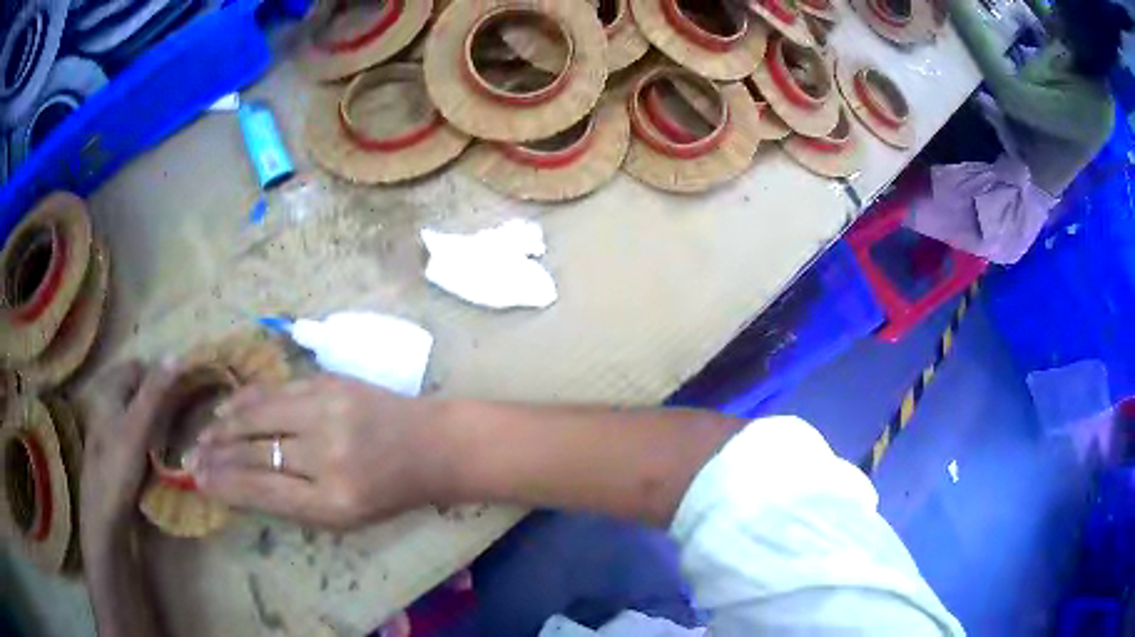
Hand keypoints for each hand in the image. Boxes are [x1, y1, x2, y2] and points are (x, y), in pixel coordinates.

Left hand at [79, 360, 178, 546]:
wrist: (104, 516)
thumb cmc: (118, 467)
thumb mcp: (139, 427)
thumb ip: (155, 392)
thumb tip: (176, 355)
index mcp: (108, 389)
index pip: (138, 367)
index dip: (159, 376)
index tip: (181, 393)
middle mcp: (105, 402)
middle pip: (136, 390)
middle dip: (157, 399)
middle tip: (179, 418)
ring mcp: (106, 428)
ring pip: (134, 413)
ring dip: (153, 422)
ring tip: (170, 440)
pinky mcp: (111, 452)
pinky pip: (132, 434)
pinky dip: (146, 440)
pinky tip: (155, 459)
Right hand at [194, 375, 447, 530]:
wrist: (431, 445)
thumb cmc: (388, 491)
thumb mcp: (344, 516)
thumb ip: (292, 503)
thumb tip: (238, 485)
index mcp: (334, 503)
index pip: (262, 491)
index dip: (224, 485)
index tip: (198, 480)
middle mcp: (328, 457)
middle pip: (255, 452)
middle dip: (216, 455)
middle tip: (191, 455)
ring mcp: (329, 412)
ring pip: (259, 415)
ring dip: (225, 424)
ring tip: (204, 433)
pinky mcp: (331, 383)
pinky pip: (277, 389)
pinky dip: (247, 399)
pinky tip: (228, 407)